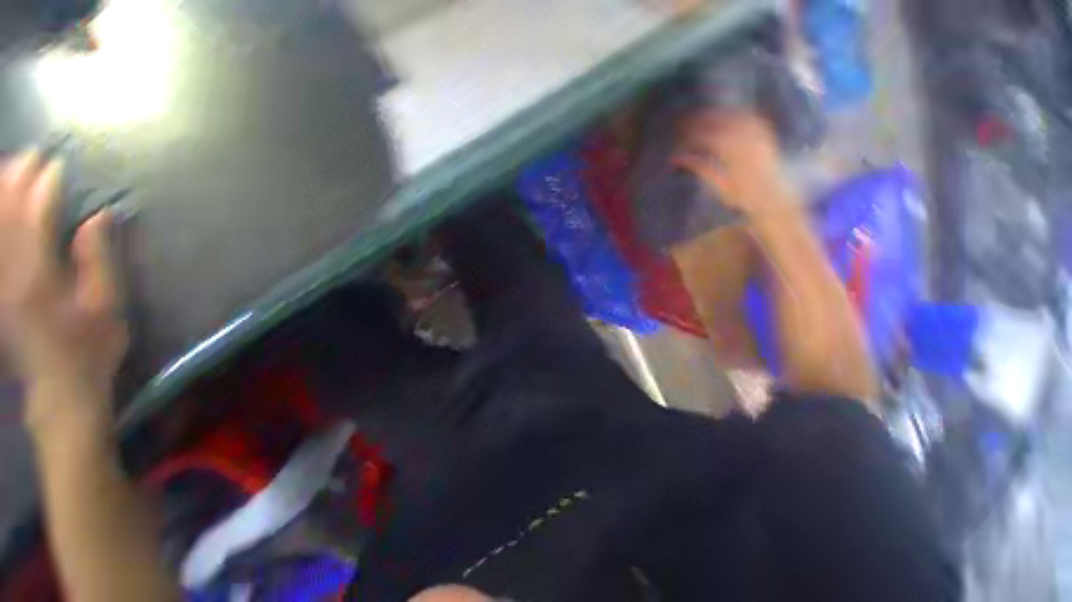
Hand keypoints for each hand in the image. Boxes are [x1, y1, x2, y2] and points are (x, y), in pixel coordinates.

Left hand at [0, 150, 127, 430]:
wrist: (59, 387)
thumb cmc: (91, 347)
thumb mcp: (106, 306)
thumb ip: (97, 259)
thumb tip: (96, 218)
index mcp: (37, 277)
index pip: (34, 218)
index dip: (45, 187)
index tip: (57, 165)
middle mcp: (7, 273)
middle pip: (5, 216)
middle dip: (15, 181)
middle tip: (30, 155)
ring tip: (10, 168)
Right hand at [673, 111, 792, 217]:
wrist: (774, 197)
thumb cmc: (742, 196)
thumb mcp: (718, 185)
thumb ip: (699, 168)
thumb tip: (676, 159)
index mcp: (733, 154)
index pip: (707, 137)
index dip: (691, 134)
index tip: (678, 134)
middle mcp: (748, 139)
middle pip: (720, 121)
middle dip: (700, 120)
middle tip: (683, 122)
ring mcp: (759, 133)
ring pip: (734, 115)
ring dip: (716, 114)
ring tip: (701, 116)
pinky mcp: (766, 133)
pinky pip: (750, 116)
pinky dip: (735, 114)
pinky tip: (726, 116)